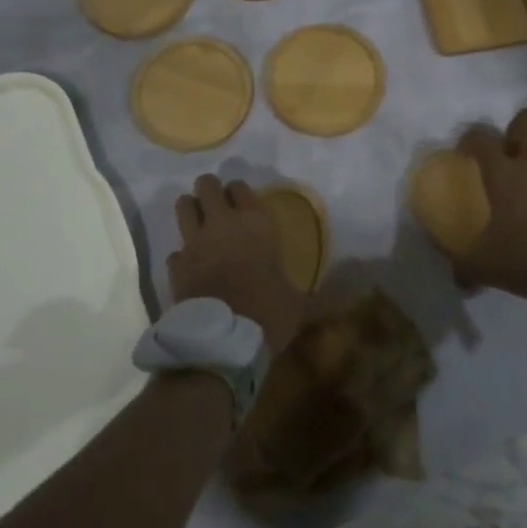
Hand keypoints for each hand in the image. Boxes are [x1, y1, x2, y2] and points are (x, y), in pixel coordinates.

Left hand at [167, 176, 304, 353]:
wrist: (224, 341)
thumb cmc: (268, 313)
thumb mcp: (300, 307)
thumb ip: (321, 301)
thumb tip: (351, 304)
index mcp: (257, 224)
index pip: (241, 187)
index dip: (239, 192)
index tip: (242, 202)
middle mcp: (223, 223)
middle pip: (207, 186)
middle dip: (209, 191)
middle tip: (216, 206)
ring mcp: (195, 242)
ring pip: (182, 206)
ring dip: (189, 211)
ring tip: (198, 224)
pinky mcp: (176, 265)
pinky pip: (174, 250)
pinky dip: (180, 256)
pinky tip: (189, 267)